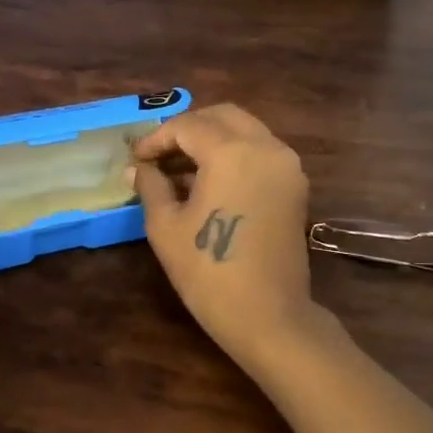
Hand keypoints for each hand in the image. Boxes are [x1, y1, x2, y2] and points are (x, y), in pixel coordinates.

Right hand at [131, 104, 319, 370]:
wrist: (268, 316)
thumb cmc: (209, 272)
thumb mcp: (166, 226)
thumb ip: (151, 186)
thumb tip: (138, 167)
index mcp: (232, 152)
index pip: (188, 126)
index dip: (157, 138)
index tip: (136, 157)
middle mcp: (266, 147)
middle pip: (222, 116)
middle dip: (187, 128)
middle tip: (159, 154)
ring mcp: (287, 165)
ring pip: (245, 130)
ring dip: (212, 139)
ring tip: (180, 167)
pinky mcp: (296, 185)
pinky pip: (261, 151)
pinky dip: (234, 153)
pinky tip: (209, 180)